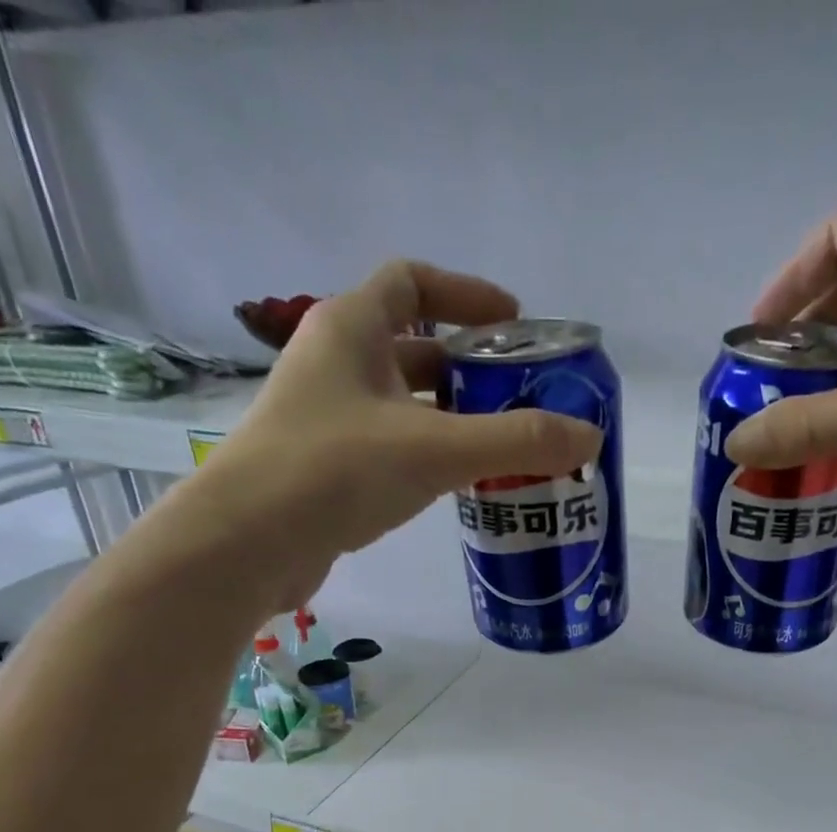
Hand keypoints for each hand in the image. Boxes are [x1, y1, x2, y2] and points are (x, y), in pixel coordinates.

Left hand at [172, 261, 601, 608]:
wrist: (247, 544)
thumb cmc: (335, 470)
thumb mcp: (435, 449)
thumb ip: (515, 441)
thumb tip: (590, 436)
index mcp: (351, 329)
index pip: (412, 281)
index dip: (466, 293)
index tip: (515, 321)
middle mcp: (335, 364)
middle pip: (413, 347)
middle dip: (470, 367)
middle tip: (523, 396)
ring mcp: (327, 419)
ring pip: (403, 403)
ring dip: (453, 417)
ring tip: (505, 445)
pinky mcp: (327, 468)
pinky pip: (391, 447)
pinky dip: (429, 456)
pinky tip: (460, 485)